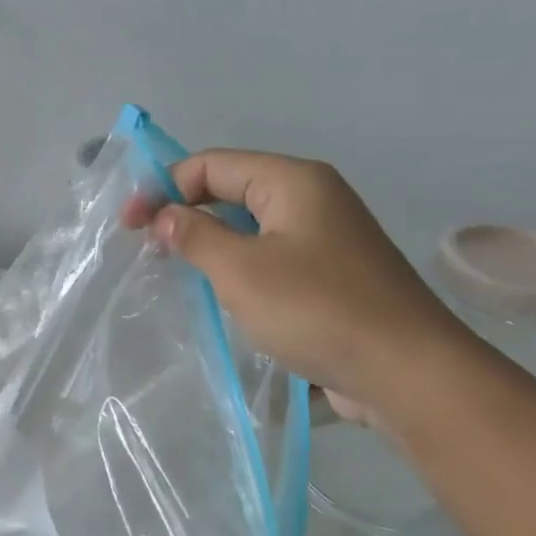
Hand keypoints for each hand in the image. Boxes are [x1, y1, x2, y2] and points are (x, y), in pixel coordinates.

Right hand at [130, 150, 473, 423]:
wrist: (405, 371)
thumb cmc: (316, 309)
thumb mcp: (242, 270)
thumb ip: (196, 236)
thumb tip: (166, 216)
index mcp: (293, 181)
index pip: (213, 164)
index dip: (164, 187)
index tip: (130, 226)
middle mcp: (313, 200)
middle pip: (233, 191)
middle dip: (186, 213)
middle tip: (149, 249)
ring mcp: (327, 240)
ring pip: (253, 229)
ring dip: (212, 244)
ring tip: (177, 272)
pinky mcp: (332, 278)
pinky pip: (273, 259)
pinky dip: (241, 270)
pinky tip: (222, 298)